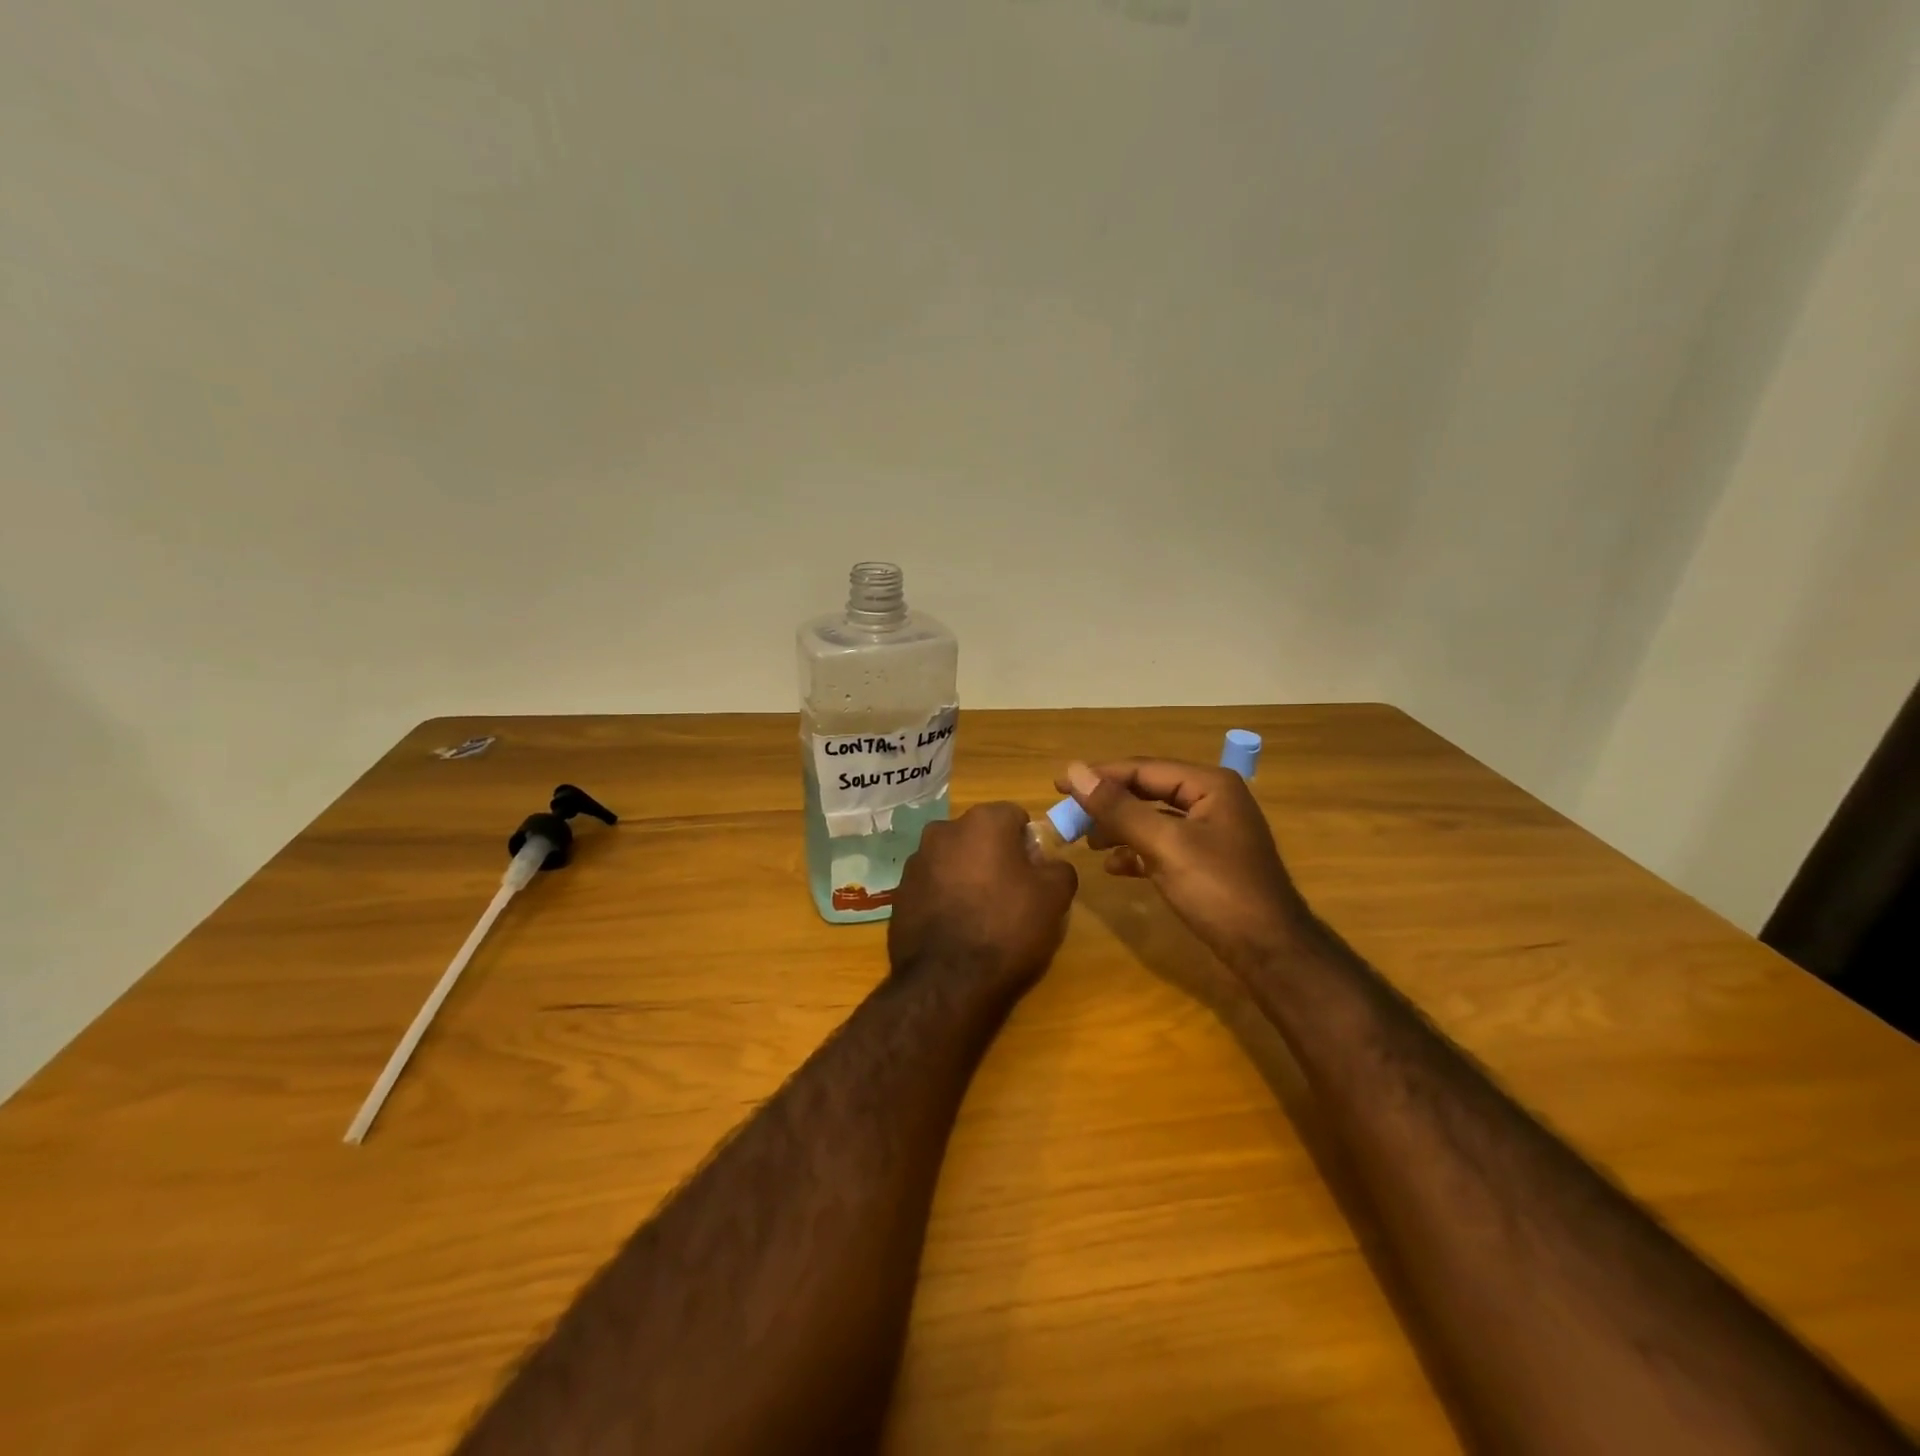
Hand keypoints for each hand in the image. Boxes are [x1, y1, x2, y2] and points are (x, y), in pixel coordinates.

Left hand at [889, 802, 1077, 993]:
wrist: (947, 982)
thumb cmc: (1007, 928)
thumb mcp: (1054, 898)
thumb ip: (1059, 868)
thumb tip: (1049, 865)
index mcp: (982, 822)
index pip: (1014, 816)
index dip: (1028, 843)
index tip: (1034, 874)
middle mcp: (943, 831)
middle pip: (980, 836)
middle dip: (995, 856)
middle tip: (1011, 894)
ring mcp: (915, 861)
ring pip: (953, 859)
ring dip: (967, 876)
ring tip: (980, 916)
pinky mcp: (899, 893)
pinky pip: (932, 886)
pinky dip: (944, 897)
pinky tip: (955, 929)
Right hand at [1057, 759, 1312, 966]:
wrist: (1270, 952)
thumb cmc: (1219, 890)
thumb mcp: (1164, 845)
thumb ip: (1118, 808)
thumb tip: (1074, 771)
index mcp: (1209, 785)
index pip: (1143, 769)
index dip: (1099, 776)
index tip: (1059, 785)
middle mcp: (1213, 800)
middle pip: (1148, 790)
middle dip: (1108, 803)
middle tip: (1069, 814)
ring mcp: (1212, 832)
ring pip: (1153, 818)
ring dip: (1119, 827)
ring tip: (1088, 841)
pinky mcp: (1207, 861)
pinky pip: (1164, 844)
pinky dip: (1137, 851)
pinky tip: (1115, 866)